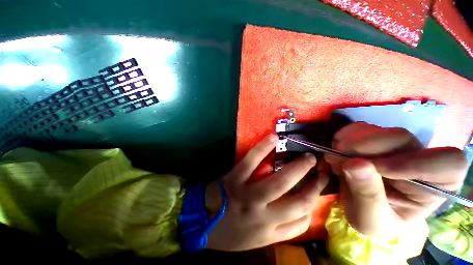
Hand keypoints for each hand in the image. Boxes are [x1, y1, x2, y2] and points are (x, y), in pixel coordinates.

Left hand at [205, 134, 328, 250]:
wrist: (199, 223)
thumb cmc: (228, 233)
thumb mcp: (254, 240)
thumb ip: (276, 229)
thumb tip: (295, 213)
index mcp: (269, 232)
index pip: (301, 222)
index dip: (313, 205)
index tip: (318, 190)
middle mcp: (263, 216)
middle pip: (298, 202)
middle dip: (314, 186)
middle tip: (321, 169)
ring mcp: (248, 196)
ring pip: (279, 181)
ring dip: (297, 168)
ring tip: (308, 156)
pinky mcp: (235, 179)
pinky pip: (251, 161)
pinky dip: (263, 148)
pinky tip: (274, 138)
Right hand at [326, 122, 467, 236]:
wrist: (361, 207)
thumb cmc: (375, 220)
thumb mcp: (370, 220)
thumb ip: (367, 196)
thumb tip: (354, 163)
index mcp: (436, 186)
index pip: (448, 162)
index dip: (414, 162)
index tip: (378, 169)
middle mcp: (422, 159)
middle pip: (404, 139)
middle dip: (368, 148)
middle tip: (340, 159)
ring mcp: (398, 145)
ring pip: (380, 130)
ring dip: (351, 142)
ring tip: (335, 159)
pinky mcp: (376, 137)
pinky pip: (361, 128)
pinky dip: (344, 135)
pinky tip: (336, 149)